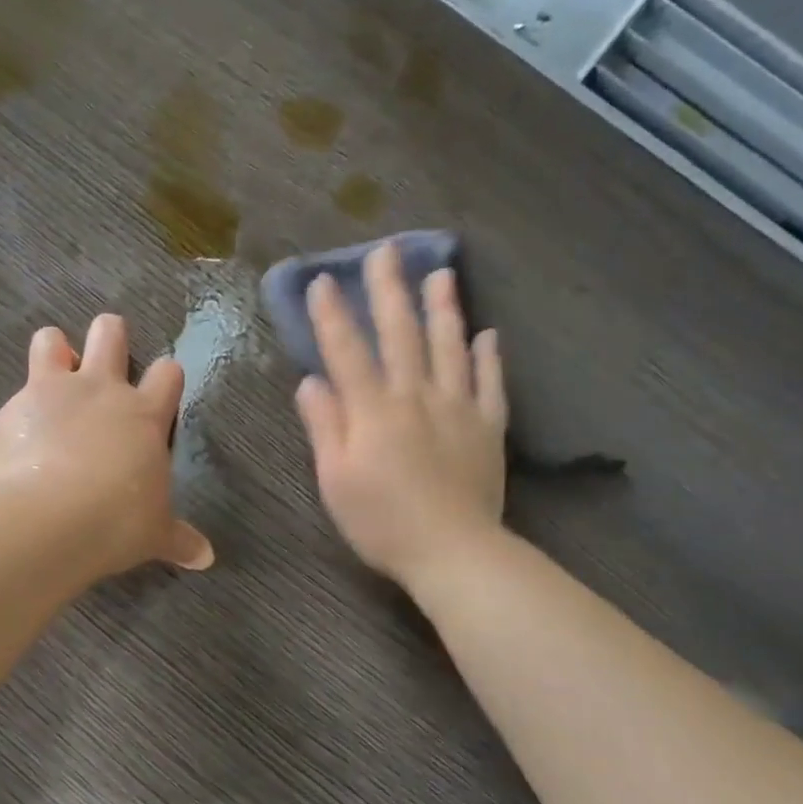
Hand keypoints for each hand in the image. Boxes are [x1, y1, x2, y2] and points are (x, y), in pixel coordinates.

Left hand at [0, 313, 213, 577]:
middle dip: (109, 334)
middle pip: (110, 334)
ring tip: (53, 371)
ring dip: (54, 349)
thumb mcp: (155, 533)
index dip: (166, 376)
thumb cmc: (117, 522)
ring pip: (51, 341)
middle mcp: (103, 390)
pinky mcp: (16, 406)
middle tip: (105, 351)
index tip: (162, 385)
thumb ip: (179, 539)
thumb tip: (206, 559)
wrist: (51, 518)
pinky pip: (18, 390)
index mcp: (145, 415)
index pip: (167, 375)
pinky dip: (21, 407)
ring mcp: (56, 391)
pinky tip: (19, 433)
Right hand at [294, 241, 506, 586]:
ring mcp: (458, 408)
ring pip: (449, 346)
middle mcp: (416, 396)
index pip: (347, 351)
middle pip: (401, 334)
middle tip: (386, 251)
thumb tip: (311, 381)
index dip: (332, 314)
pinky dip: (489, 356)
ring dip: (444, 308)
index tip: (322, 280)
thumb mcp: (336, 480)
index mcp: (373, 410)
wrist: (453, 551)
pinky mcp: (488, 427)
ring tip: (441, 273)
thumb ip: (325, 426)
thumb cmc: (382, 522)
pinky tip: (488, 334)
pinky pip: (490, 383)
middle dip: (389, 291)